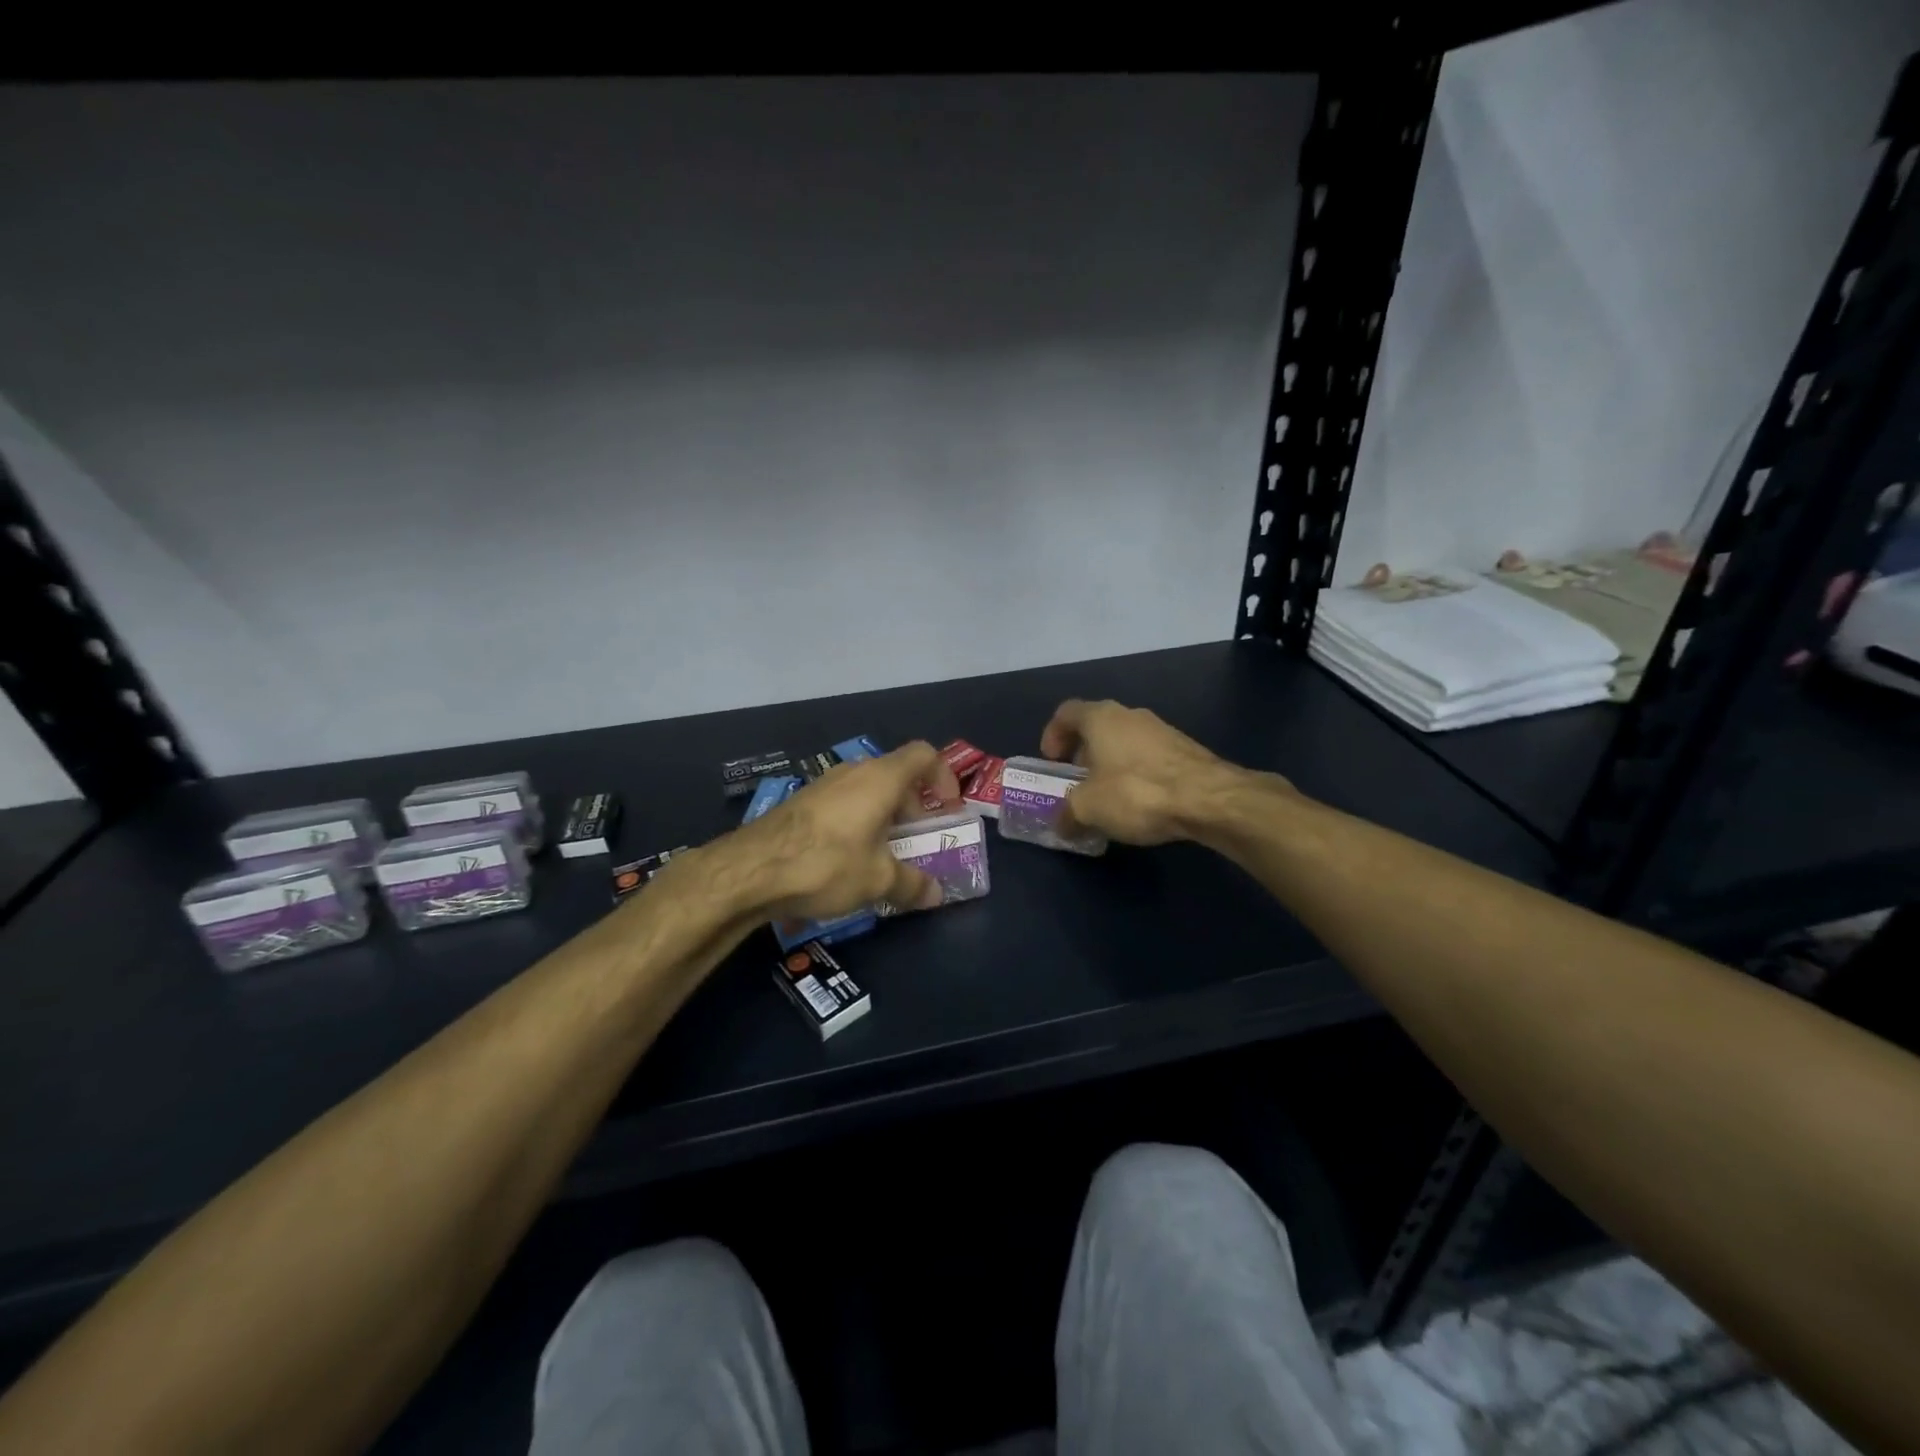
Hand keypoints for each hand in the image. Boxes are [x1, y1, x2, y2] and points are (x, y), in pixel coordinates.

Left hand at [731, 743, 960, 919]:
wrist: (750, 869)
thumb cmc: (827, 863)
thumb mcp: (877, 880)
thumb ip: (912, 884)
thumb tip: (936, 894)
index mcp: (882, 778)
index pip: (924, 755)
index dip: (943, 778)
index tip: (948, 810)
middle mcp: (854, 772)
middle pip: (896, 775)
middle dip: (914, 806)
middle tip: (918, 841)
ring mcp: (824, 785)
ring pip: (868, 791)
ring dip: (885, 816)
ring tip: (885, 854)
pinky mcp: (802, 803)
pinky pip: (844, 804)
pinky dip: (858, 823)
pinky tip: (849, 860)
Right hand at [1040, 699, 1266, 845]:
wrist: (1209, 799)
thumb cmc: (1137, 792)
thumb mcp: (1089, 808)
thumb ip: (1068, 814)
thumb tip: (1061, 824)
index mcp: (1101, 718)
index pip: (1066, 712)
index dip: (1052, 734)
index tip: (1052, 762)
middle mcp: (1130, 715)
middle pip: (1096, 727)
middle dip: (1082, 755)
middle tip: (1077, 784)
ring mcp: (1161, 730)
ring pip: (1124, 742)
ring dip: (1110, 765)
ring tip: (1108, 798)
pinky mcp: (1185, 750)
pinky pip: (1148, 757)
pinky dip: (1136, 774)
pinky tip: (1140, 804)